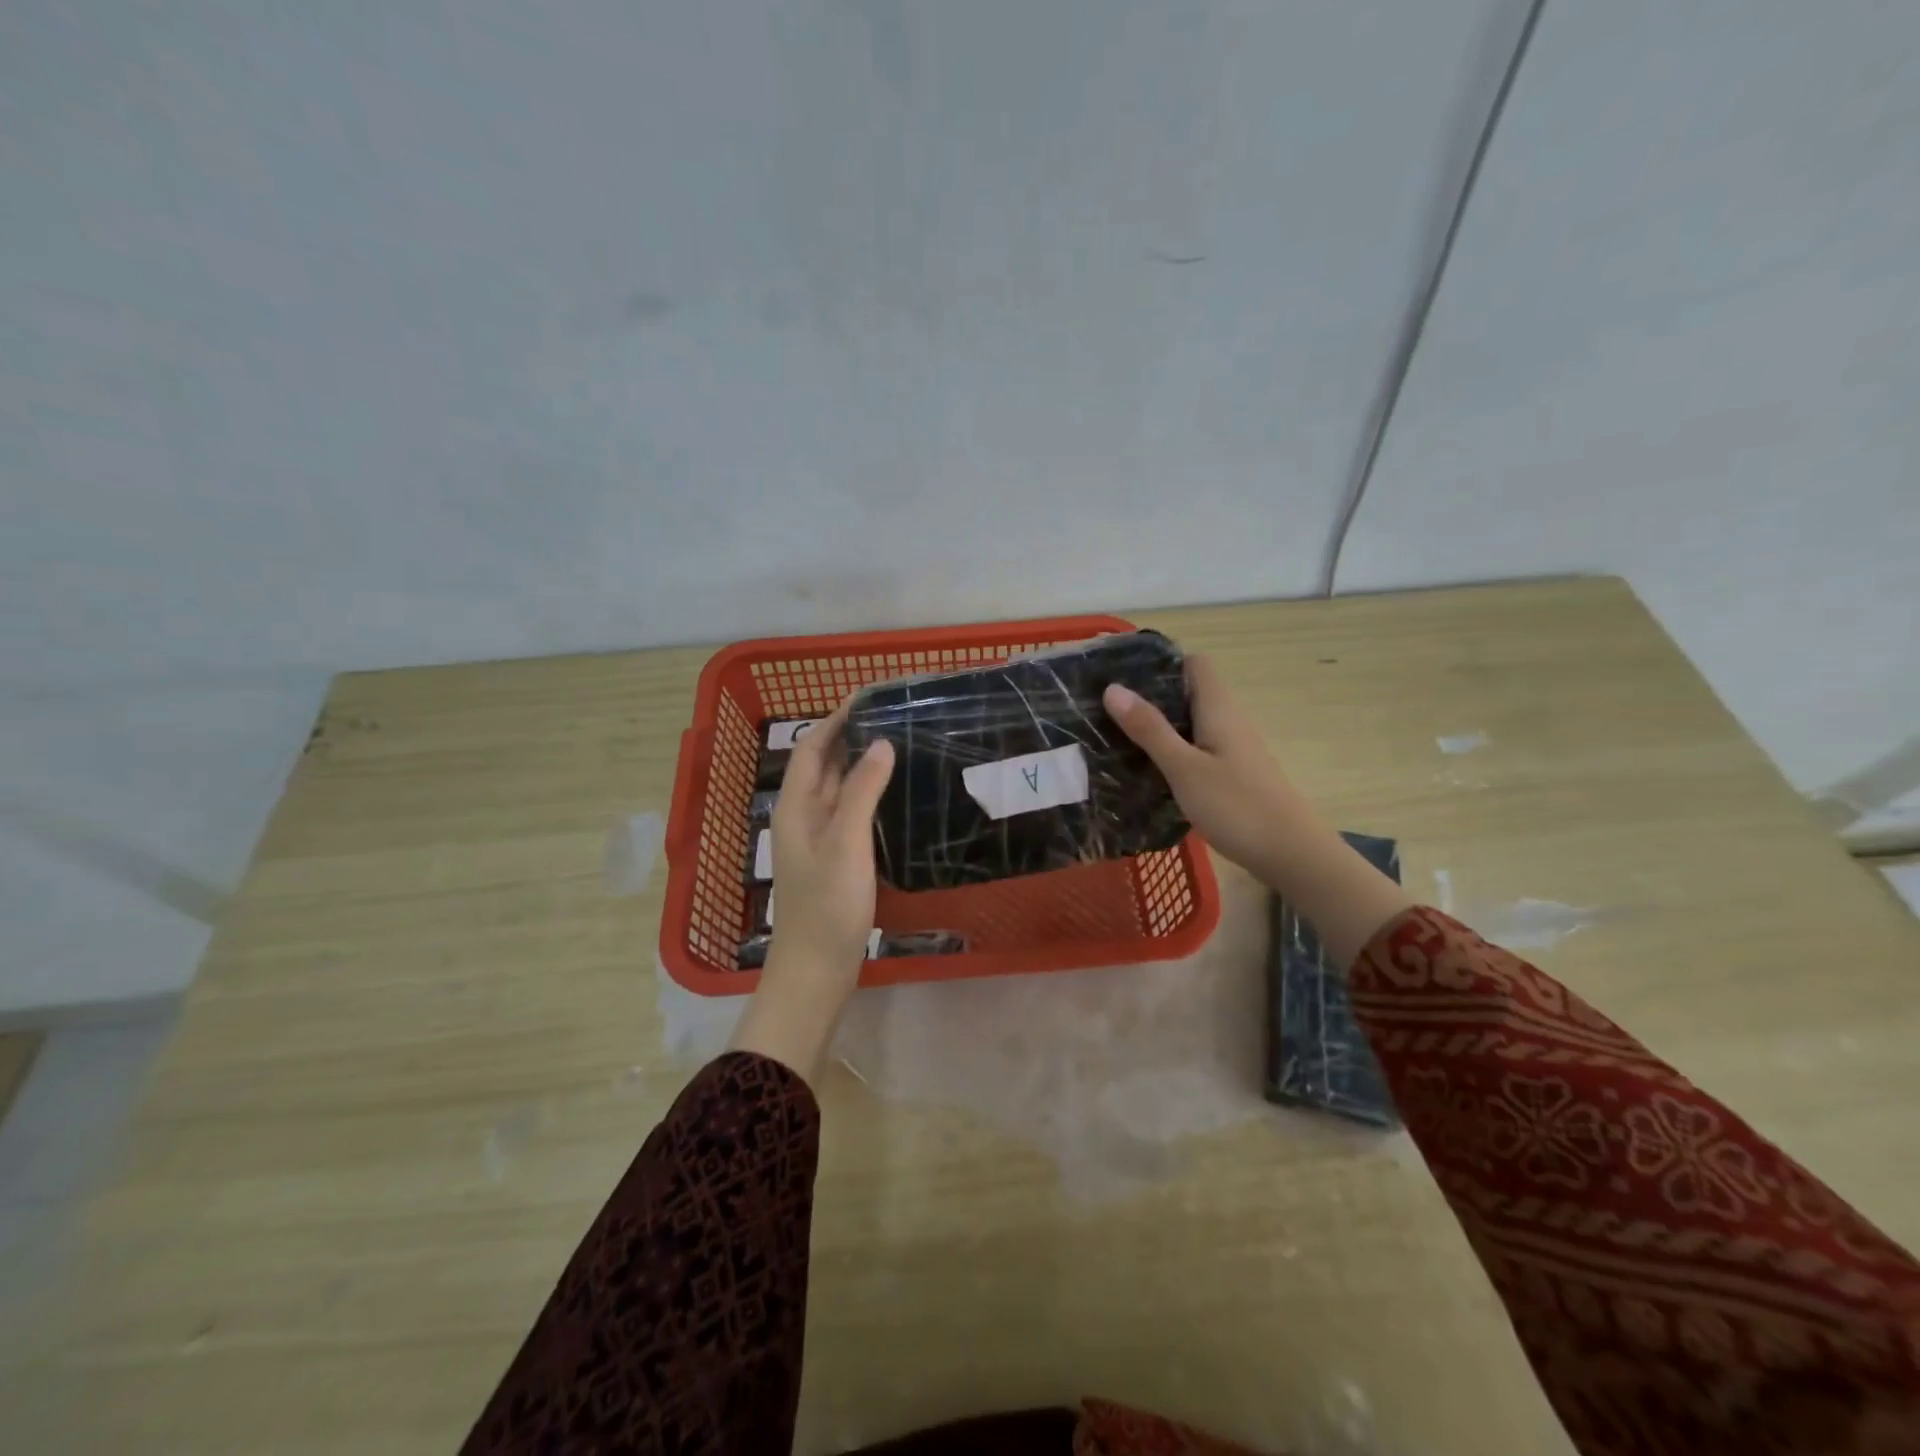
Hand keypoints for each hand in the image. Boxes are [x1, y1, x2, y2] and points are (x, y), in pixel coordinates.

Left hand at [729, 698, 894, 1082]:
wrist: (816, 970)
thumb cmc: (828, 906)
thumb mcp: (846, 844)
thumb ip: (861, 792)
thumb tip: (881, 743)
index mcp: (796, 807)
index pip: (811, 748)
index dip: (835, 719)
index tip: (868, 696)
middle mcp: (803, 817)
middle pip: (823, 765)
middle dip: (851, 736)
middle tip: (892, 715)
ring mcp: (818, 840)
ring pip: (838, 788)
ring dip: (860, 764)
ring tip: (898, 743)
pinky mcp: (835, 859)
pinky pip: (850, 812)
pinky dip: (867, 793)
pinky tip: (894, 794)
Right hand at [1102, 652, 1317, 883]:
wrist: (1291, 854)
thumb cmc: (1237, 806)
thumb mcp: (1184, 768)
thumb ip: (1149, 729)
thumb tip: (1113, 688)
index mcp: (1219, 709)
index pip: (1194, 664)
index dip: (1162, 664)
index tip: (1124, 675)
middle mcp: (1229, 721)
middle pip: (1189, 693)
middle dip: (1151, 697)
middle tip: (1108, 710)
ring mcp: (1233, 750)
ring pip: (1191, 724)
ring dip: (1159, 728)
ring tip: (1118, 738)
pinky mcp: (1233, 775)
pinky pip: (1197, 750)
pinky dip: (1173, 753)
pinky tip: (1149, 771)